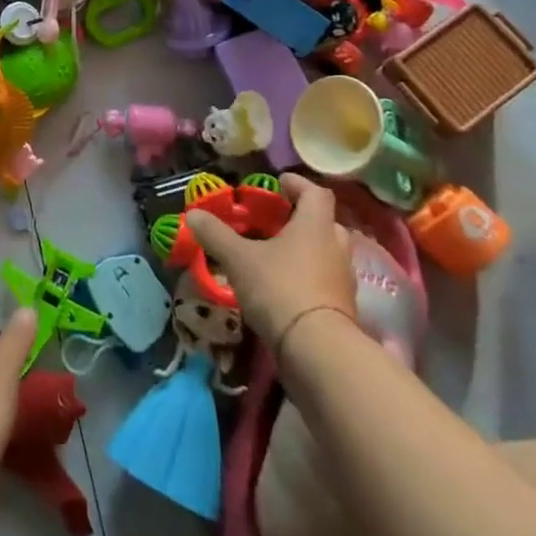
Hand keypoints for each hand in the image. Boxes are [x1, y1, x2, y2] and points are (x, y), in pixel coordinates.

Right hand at [187, 174, 357, 347]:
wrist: (319, 353)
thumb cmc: (280, 288)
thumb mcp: (238, 258)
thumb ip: (215, 234)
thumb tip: (193, 214)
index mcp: (315, 226)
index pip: (316, 193)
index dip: (298, 184)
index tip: (279, 183)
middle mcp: (336, 248)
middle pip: (325, 223)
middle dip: (303, 219)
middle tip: (278, 221)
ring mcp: (343, 282)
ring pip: (327, 254)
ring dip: (307, 251)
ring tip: (276, 256)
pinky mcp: (343, 311)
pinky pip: (326, 283)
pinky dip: (308, 279)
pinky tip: (284, 288)